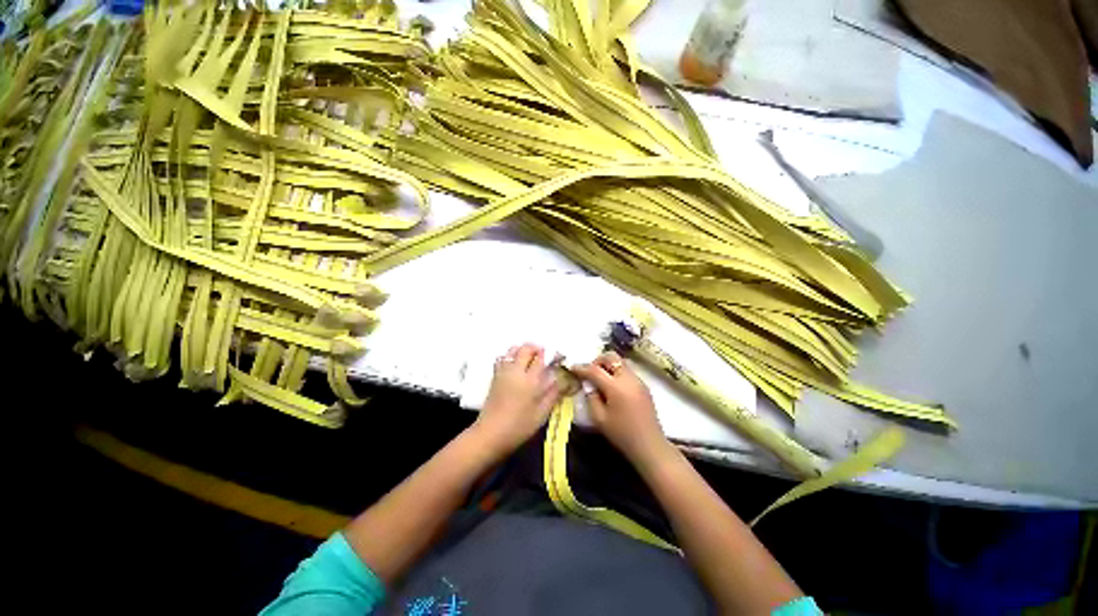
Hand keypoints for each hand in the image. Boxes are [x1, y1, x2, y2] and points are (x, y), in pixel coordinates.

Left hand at [472, 343, 560, 456]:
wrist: (490, 434)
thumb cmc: (519, 426)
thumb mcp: (542, 413)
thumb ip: (553, 394)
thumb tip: (563, 381)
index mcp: (530, 380)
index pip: (541, 358)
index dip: (550, 355)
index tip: (556, 357)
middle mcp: (516, 371)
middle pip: (525, 349)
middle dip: (535, 348)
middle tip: (542, 356)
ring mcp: (503, 372)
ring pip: (512, 350)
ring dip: (522, 350)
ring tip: (529, 359)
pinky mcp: (494, 377)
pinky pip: (502, 358)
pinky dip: (510, 356)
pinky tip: (515, 366)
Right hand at [572, 351, 669, 463]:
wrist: (650, 445)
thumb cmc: (622, 434)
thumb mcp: (599, 418)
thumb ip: (591, 397)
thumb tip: (588, 384)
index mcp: (616, 387)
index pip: (595, 370)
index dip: (582, 368)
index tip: (572, 368)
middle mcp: (628, 379)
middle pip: (611, 357)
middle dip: (597, 361)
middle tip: (590, 373)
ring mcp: (638, 381)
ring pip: (620, 362)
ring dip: (608, 365)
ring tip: (601, 380)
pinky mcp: (644, 386)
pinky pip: (627, 371)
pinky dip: (617, 372)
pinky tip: (613, 387)